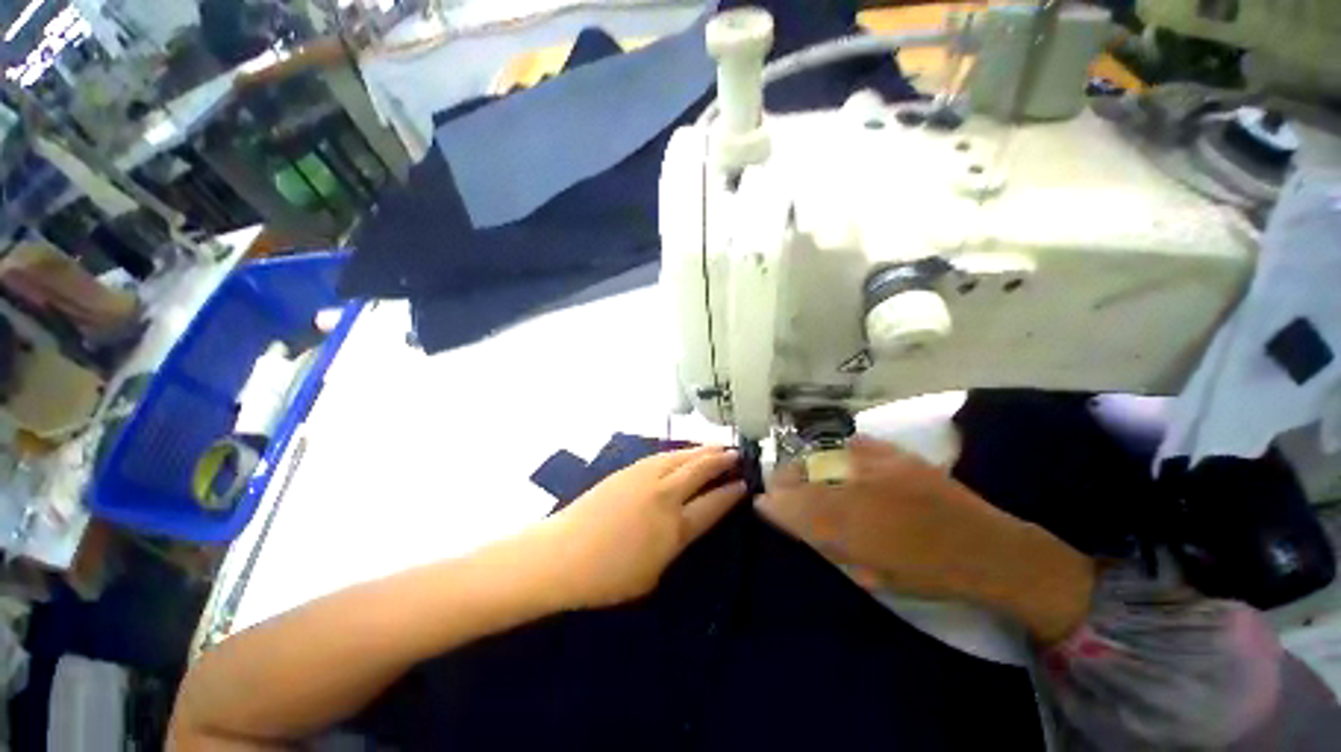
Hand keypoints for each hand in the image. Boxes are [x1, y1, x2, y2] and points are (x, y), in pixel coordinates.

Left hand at [541, 446, 746, 609]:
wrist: (562, 553)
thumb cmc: (607, 577)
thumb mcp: (652, 575)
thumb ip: (674, 545)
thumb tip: (685, 526)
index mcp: (675, 528)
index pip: (713, 504)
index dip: (731, 492)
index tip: (744, 484)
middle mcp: (666, 496)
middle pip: (701, 471)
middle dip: (722, 461)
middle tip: (736, 454)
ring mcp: (646, 478)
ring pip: (683, 457)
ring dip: (703, 451)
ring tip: (717, 447)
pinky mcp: (630, 470)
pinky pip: (664, 456)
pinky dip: (681, 452)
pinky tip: (685, 452)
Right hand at [756, 437, 1093, 642]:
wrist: (988, 549)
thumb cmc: (928, 573)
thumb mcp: (871, 573)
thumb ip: (829, 545)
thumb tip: (797, 525)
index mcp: (851, 524)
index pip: (794, 507)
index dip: (773, 504)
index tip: (762, 503)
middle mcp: (857, 488)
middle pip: (802, 475)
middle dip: (783, 480)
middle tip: (779, 487)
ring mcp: (876, 464)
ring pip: (822, 457)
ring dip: (806, 465)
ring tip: (803, 472)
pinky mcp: (895, 453)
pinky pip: (854, 444)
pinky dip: (841, 452)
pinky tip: (839, 460)